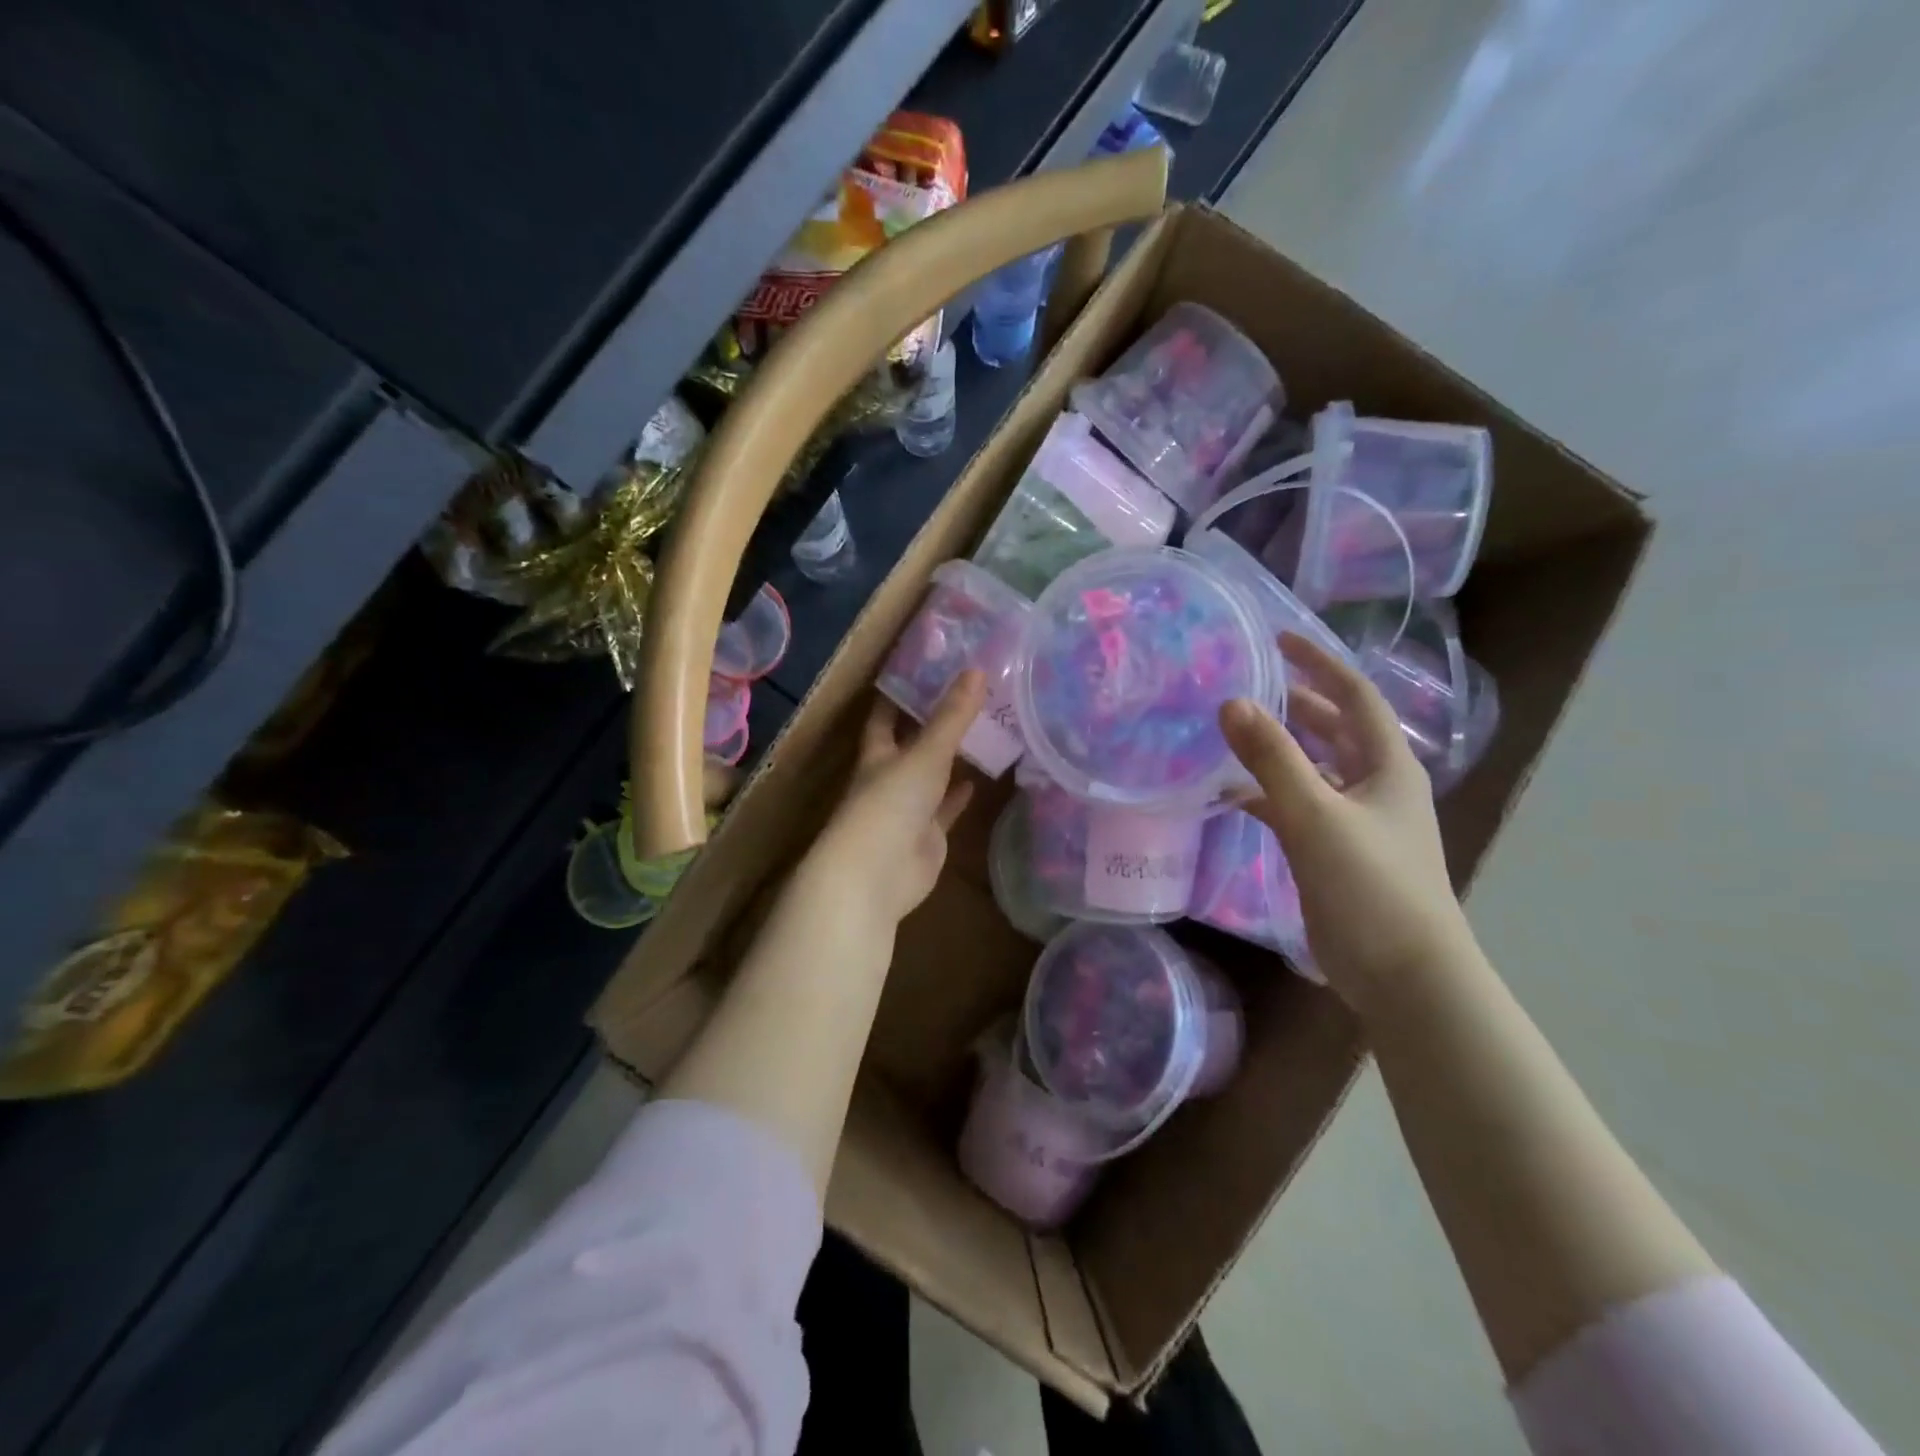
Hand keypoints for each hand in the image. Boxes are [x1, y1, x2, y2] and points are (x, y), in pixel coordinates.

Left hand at [809, 671, 986, 924]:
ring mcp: (907, 809)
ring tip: (981, 731)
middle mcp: (889, 777)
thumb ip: (952, 717)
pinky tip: (978, 779)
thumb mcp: (925, 754)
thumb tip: (977, 670)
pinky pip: (945, 809)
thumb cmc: (891, 804)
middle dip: (932, 723)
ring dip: (950, 758)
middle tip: (966, 695)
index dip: (900, 693)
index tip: (923, 669)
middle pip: (910, 744)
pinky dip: (958, 795)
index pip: (885, 715)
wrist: (877, 875)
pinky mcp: (926, 836)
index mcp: (877, 753)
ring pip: (931, 777)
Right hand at [1220, 634, 1472, 1010]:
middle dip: (1298, 701)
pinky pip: (1297, 807)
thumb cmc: (1371, 885)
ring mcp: (1356, 821)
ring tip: (1235, 728)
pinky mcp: (1334, 852)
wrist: (1403, 975)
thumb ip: (1273, 758)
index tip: (1279, 638)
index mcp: (1387, 766)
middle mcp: (1375, 785)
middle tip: (1252, 680)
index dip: (1320, 662)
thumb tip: (1232, 702)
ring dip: (1280, 747)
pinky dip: (1267, 794)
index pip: (1355, 695)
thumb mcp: (1317, 815)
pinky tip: (1231, 794)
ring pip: (1315, 768)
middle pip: (1336, 728)